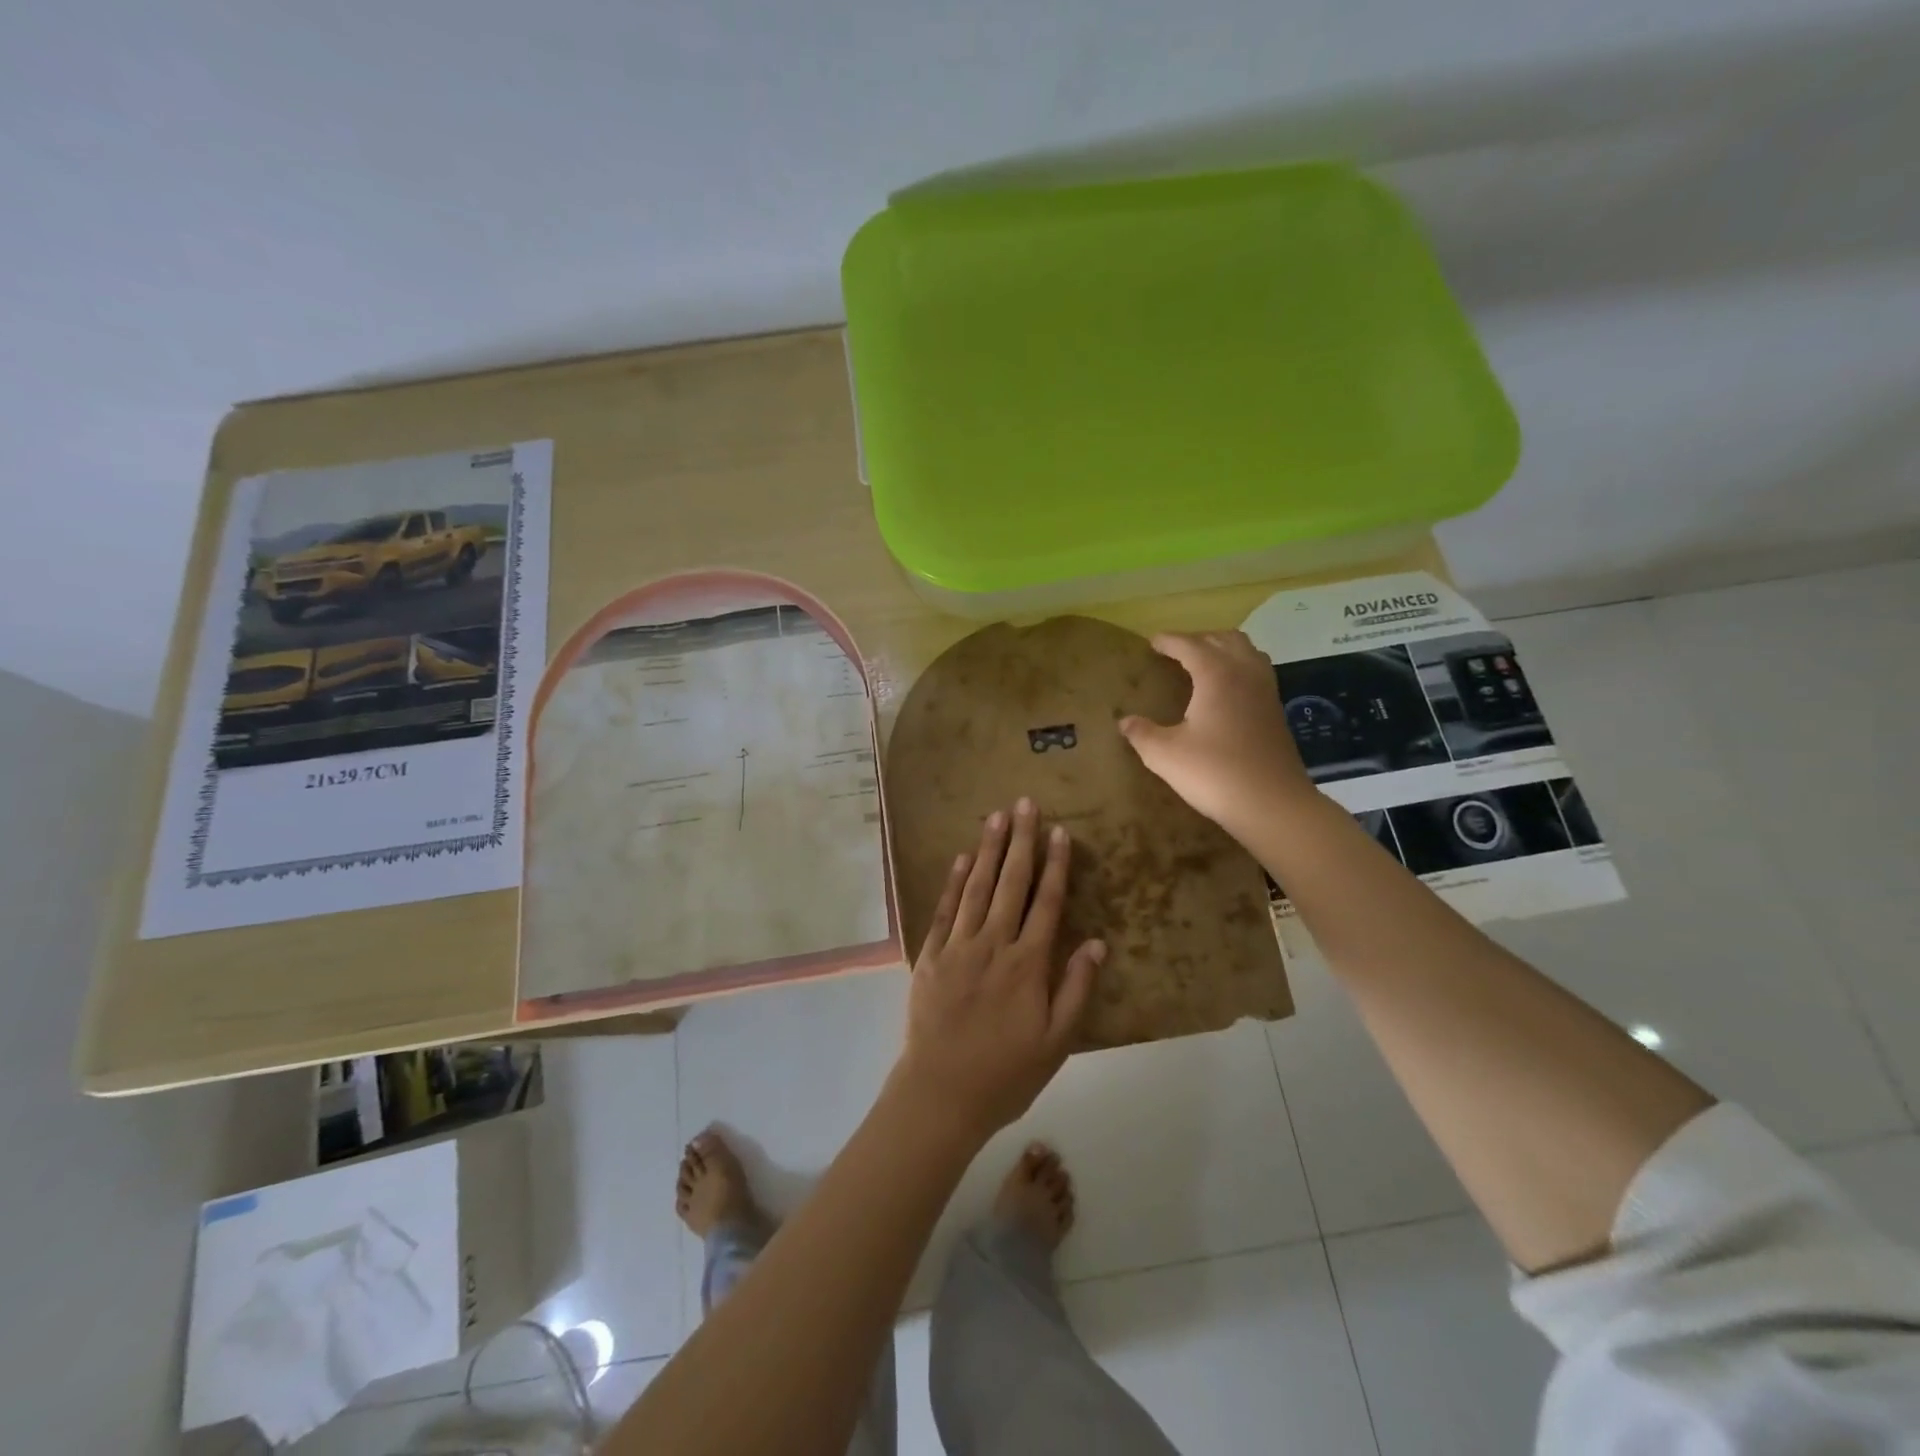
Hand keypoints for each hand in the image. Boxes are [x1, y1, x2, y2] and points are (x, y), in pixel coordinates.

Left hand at [892, 798, 1105, 1140]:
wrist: (941, 1094)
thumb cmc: (1006, 1073)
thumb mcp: (1056, 1042)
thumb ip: (1076, 989)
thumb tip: (1098, 943)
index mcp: (1028, 964)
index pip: (1046, 903)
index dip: (1056, 865)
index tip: (1061, 832)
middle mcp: (993, 944)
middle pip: (1011, 883)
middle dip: (1021, 841)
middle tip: (1025, 803)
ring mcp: (958, 946)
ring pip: (976, 887)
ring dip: (988, 849)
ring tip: (995, 816)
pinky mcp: (930, 955)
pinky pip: (944, 909)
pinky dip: (953, 881)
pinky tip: (960, 857)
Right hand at [1118, 631, 1314, 836]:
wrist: (1272, 804)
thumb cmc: (1214, 773)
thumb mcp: (1165, 755)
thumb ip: (1142, 734)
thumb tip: (1125, 722)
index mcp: (1216, 675)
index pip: (1190, 645)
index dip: (1169, 641)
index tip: (1152, 642)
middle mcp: (1245, 674)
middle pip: (1224, 639)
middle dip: (1198, 639)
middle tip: (1176, 652)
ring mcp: (1266, 692)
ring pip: (1247, 652)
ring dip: (1224, 649)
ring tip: (1204, 663)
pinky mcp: (1276, 712)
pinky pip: (1257, 673)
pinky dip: (1239, 668)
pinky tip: (1226, 692)